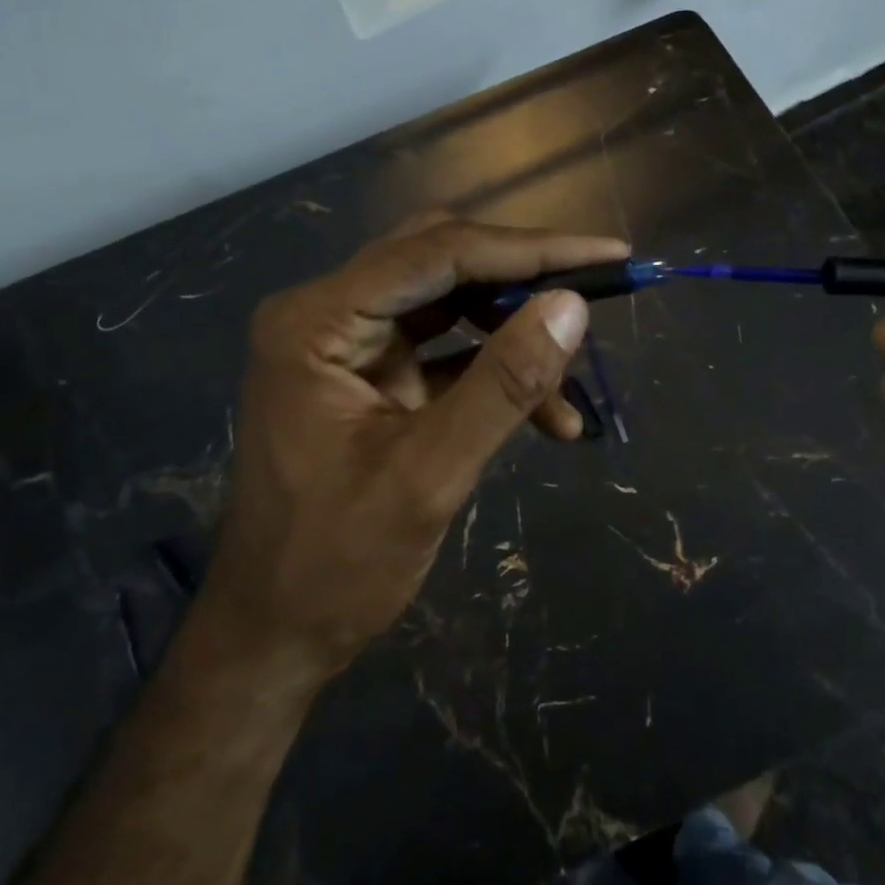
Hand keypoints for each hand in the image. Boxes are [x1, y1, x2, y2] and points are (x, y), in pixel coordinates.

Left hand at [201, 217, 628, 680]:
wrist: (274, 635)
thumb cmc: (335, 566)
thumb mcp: (429, 475)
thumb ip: (502, 385)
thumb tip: (572, 306)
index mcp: (318, 321)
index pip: (438, 253)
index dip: (530, 249)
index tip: (609, 253)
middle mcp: (327, 312)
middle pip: (442, 262)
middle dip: (524, 280)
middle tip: (599, 292)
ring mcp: (347, 343)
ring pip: (449, 301)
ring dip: (515, 331)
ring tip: (572, 379)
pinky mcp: (370, 374)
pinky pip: (444, 348)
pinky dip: (495, 369)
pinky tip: (548, 413)